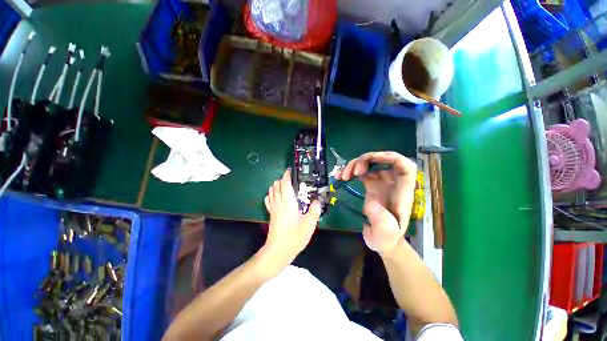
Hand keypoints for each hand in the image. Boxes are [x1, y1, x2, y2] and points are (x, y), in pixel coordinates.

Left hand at [262, 169, 321, 270]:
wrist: (278, 251)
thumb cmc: (294, 237)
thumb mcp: (309, 224)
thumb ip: (315, 210)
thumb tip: (317, 201)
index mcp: (288, 201)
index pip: (285, 182)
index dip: (287, 174)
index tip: (292, 170)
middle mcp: (278, 201)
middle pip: (276, 184)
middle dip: (283, 179)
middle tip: (293, 181)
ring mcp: (272, 207)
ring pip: (271, 190)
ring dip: (277, 185)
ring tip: (286, 187)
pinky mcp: (270, 213)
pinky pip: (268, 199)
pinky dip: (272, 194)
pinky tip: (278, 197)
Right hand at [336, 151, 416, 254]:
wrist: (381, 240)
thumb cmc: (386, 238)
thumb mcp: (385, 234)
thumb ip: (382, 221)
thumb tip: (372, 203)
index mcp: (401, 191)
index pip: (405, 167)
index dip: (391, 157)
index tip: (373, 159)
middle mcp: (392, 183)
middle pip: (383, 160)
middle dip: (367, 160)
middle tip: (353, 172)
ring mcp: (381, 182)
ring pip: (370, 163)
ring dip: (355, 164)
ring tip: (343, 176)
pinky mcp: (371, 185)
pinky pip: (361, 171)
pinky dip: (350, 171)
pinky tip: (341, 177)